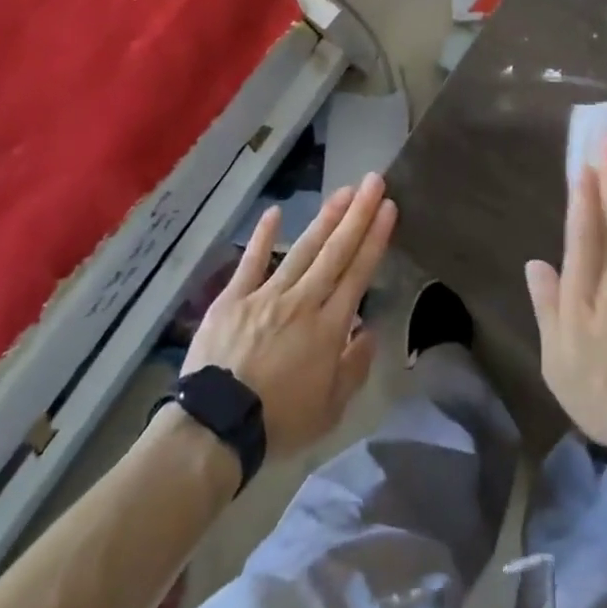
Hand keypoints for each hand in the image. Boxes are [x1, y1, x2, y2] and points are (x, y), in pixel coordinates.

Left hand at [184, 172, 396, 457]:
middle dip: (358, 214)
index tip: (389, 207)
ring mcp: (267, 294)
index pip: (358, 273)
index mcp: (328, 327)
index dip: (375, 238)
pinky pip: (251, 261)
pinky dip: (262, 236)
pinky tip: (275, 211)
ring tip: (343, 191)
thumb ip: (354, 367)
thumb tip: (369, 331)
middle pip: (335, 251)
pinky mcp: (234, 297)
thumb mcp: (330, 410)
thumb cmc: (278, 422)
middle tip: (374, 181)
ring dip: (325, 218)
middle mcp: (303, 301)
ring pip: (302, 249)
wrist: (217, 426)